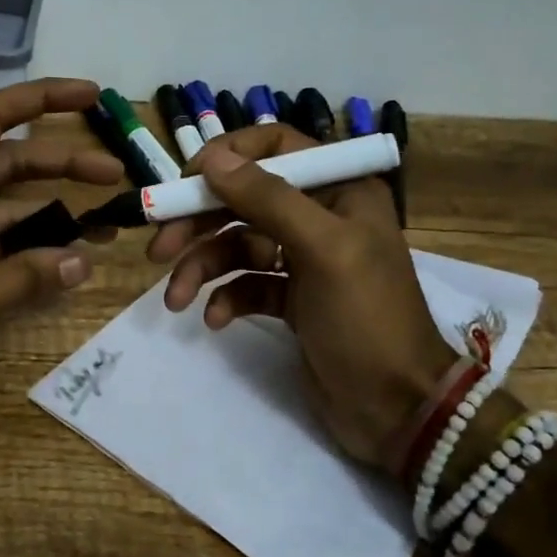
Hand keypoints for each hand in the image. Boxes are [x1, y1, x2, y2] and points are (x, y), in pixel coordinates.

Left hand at [0, 79, 121, 421]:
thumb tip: (82, 263)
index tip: (91, 95)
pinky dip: (24, 245)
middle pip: (7, 161)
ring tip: (103, 220)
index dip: (43, 98)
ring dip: (48, 209)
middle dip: (61, 162)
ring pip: (2, 203)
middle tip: (115, 171)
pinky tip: (61, 259)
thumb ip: (26, 278)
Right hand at [148, 124, 455, 474]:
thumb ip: (268, 198)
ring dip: (202, 267)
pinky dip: (225, 296)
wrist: (398, 409)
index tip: (186, 182)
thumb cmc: (367, 318)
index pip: (275, 147)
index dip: (227, 157)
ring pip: (237, 245)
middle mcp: (320, 216)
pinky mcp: (291, 298)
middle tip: (159, 249)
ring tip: (175, 298)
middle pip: (244, 199)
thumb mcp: (322, 250)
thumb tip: (212, 157)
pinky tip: (215, 319)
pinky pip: (245, 284)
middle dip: (199, 223)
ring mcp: (304, 259)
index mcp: (339, 190)